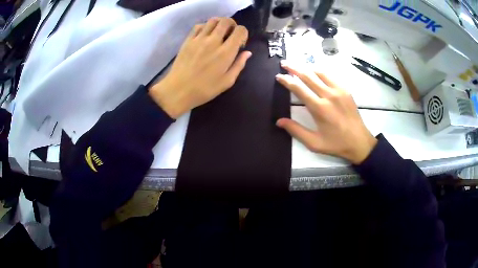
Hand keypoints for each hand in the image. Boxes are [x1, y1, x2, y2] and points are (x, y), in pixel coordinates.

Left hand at [149, 17, 250, 118]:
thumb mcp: (227, 81)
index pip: (240, 30)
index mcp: (226, 52)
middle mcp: (214, 41)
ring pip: (212, 20)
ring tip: (218, 33)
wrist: (178, 90)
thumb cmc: (205, 89)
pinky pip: (198, 26)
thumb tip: (247, 53)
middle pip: (226, 21)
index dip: (243, 33)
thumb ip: (239, 65)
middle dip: (232, 25)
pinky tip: (205, 35)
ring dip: (219, 24)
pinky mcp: (188, 40)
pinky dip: (205, 26)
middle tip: (230, 34)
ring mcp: (199, 39)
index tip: (240, 43)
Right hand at [276, 61, 376, 164]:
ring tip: (297, 65)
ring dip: (306, 67)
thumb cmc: (336, 144)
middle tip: (284, 63)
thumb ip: (296, 130)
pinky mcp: (345, 90)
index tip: (278, 76)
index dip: (287, 80)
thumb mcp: (314, 143)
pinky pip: (330, 76)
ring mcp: (338, 90)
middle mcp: (328, 95)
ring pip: (319, 72)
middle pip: (308, 76)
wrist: (360, 142)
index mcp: (319, 108)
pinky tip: (315, 71)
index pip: (299, 88)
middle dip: (294, 68)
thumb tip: (279, 121)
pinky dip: (320, 71)